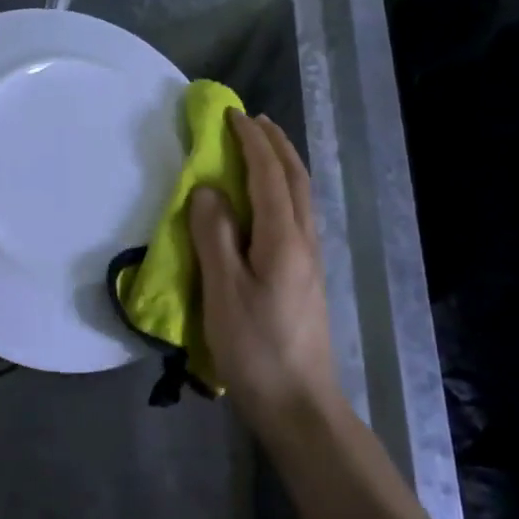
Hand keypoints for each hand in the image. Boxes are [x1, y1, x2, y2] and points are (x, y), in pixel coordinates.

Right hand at [189, 112, 344, 440]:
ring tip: (262, 150)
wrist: (299, 403)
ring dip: (283, 165)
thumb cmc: (255, 348)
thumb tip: (208, 190)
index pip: (269, 175)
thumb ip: (214, 236)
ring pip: (301, 197)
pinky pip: (298, 216)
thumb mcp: (224, 292)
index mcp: (283, 239)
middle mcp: (304, 241)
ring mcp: (310, 261)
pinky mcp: (307, 278)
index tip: (231, 115)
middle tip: (253, 120)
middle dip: (275, 144)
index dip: (250, 142)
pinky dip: (284, 190)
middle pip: (295, 179)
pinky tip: (271, 202)